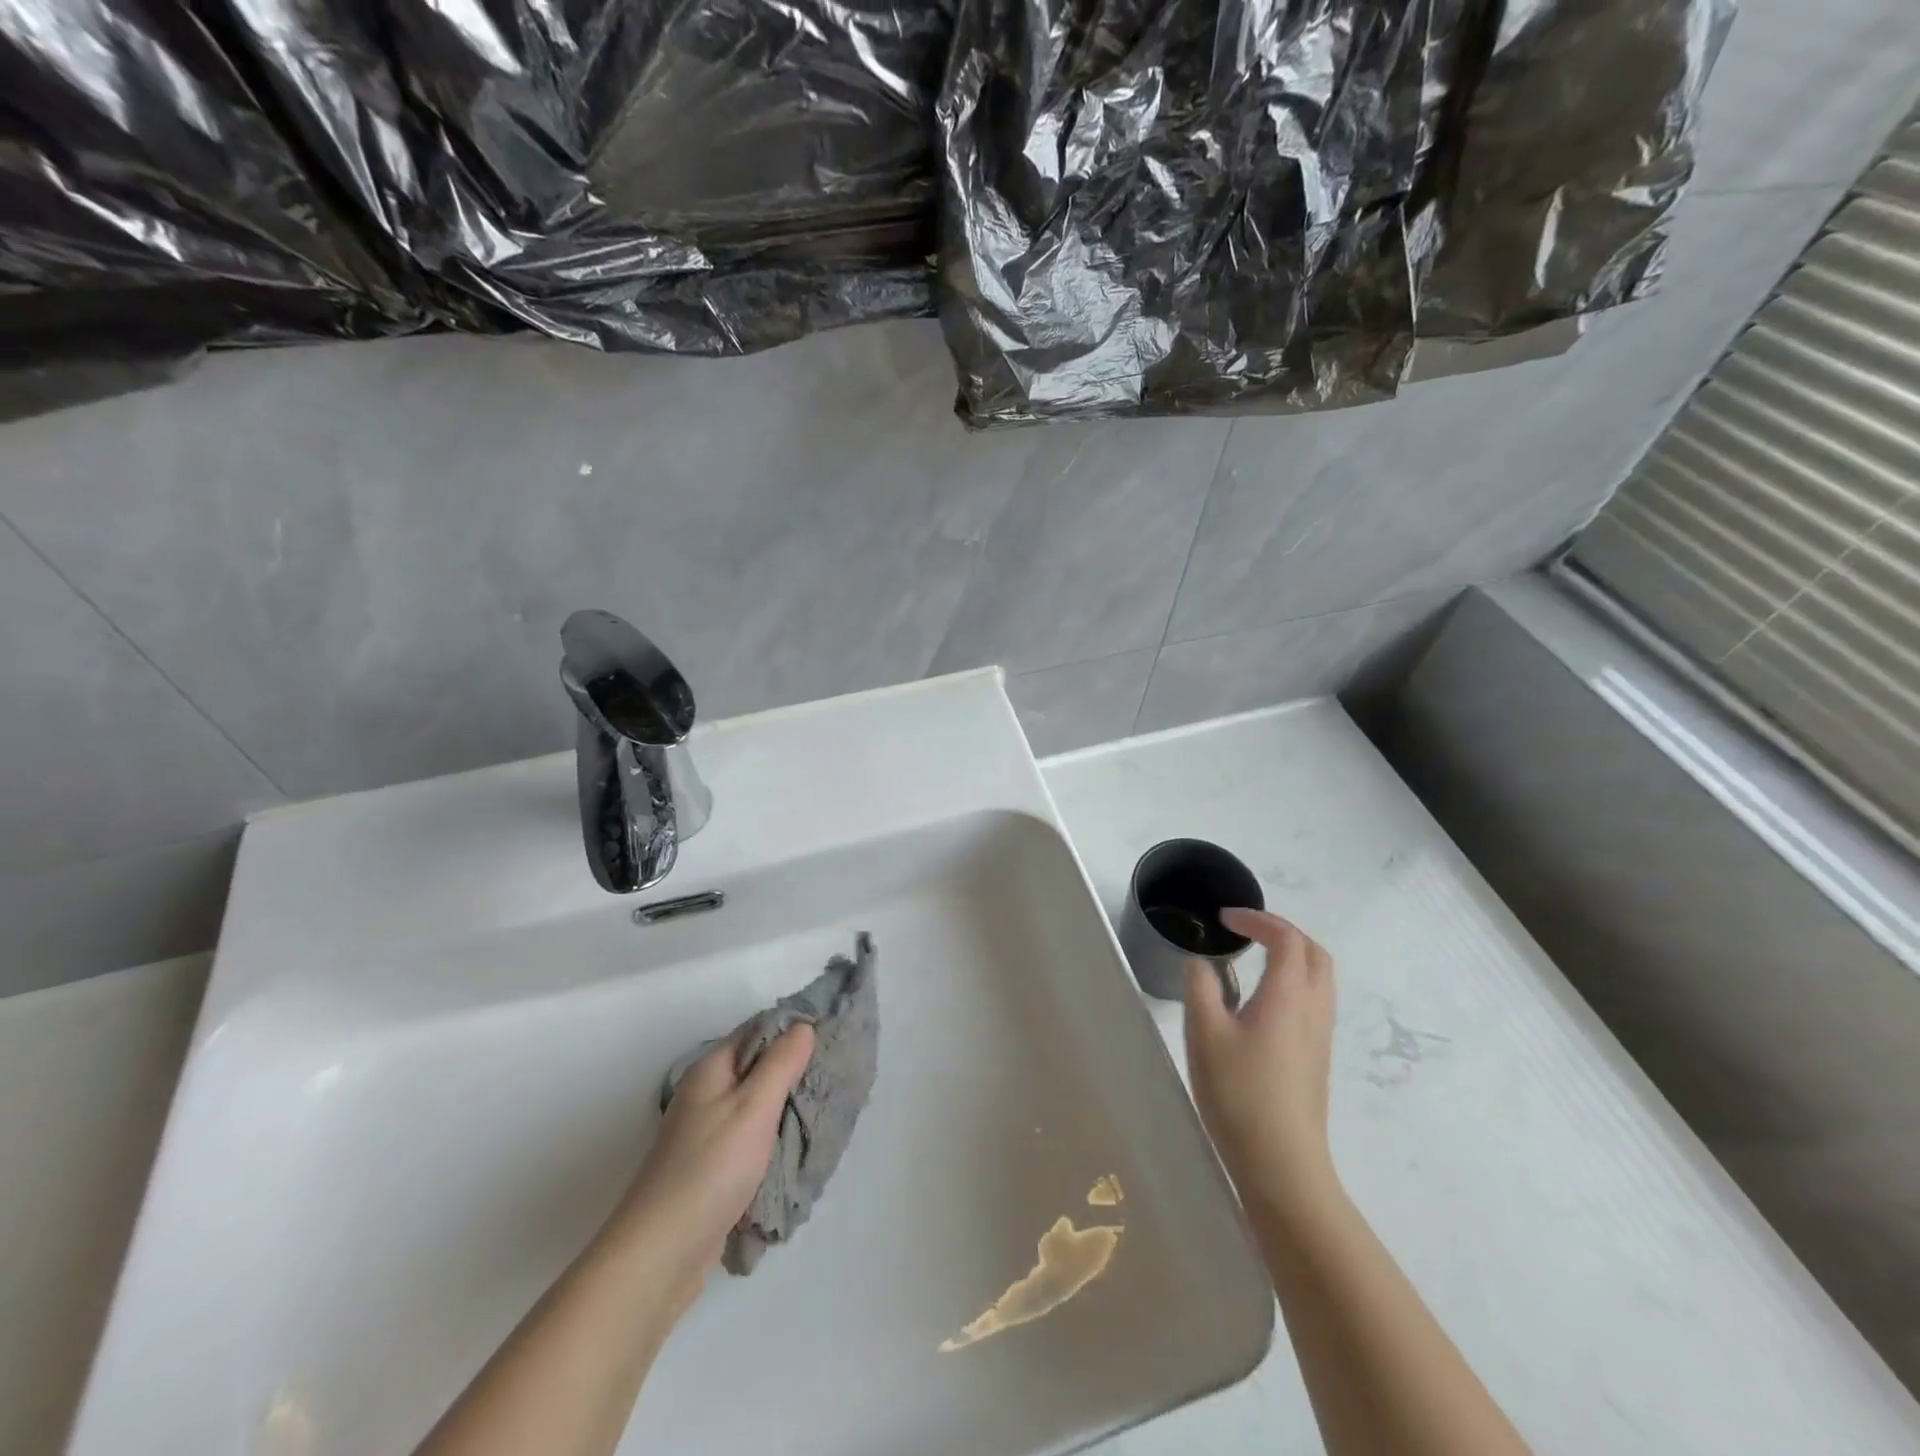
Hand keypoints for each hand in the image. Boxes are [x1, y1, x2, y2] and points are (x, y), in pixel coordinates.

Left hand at [605, 1024, 814, 1317]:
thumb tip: (803, 1025)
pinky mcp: (714, 1168)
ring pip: (758, 1105)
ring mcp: (708, 1133)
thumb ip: (781, 1064)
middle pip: (758, 1067)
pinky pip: (753, 1138)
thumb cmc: (710, 1168)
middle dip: (796, 1069)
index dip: (794, 1028)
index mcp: (712, 1070)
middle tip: (839, 1072)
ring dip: (788, 1106)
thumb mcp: (753, 1107)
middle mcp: (707, 1094)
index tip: (834, 1032)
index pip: (758, 1030)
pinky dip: (776, 1138)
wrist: (661, 1254)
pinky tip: (801, 1146)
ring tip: (828, 1107)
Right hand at [1185, 908, 1337, 1211]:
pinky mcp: (1317, 1059)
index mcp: (1289, 995)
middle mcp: (1314, 1009)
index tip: (1224, 919)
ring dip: (1292, 956)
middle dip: (1282, 931)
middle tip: (1246, 931)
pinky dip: (1294, 981)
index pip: (1286, 938)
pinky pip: (1315, 1001)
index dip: (1257, 919)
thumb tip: (1202, 963)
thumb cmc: (1240, 1093)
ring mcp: (1321, 1036)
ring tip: (1253, 959)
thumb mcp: (1204, 1033)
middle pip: (1315, 953)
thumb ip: (1200, 986)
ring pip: (1320, 978)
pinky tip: (1262, 1001)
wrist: (1282, 1164)